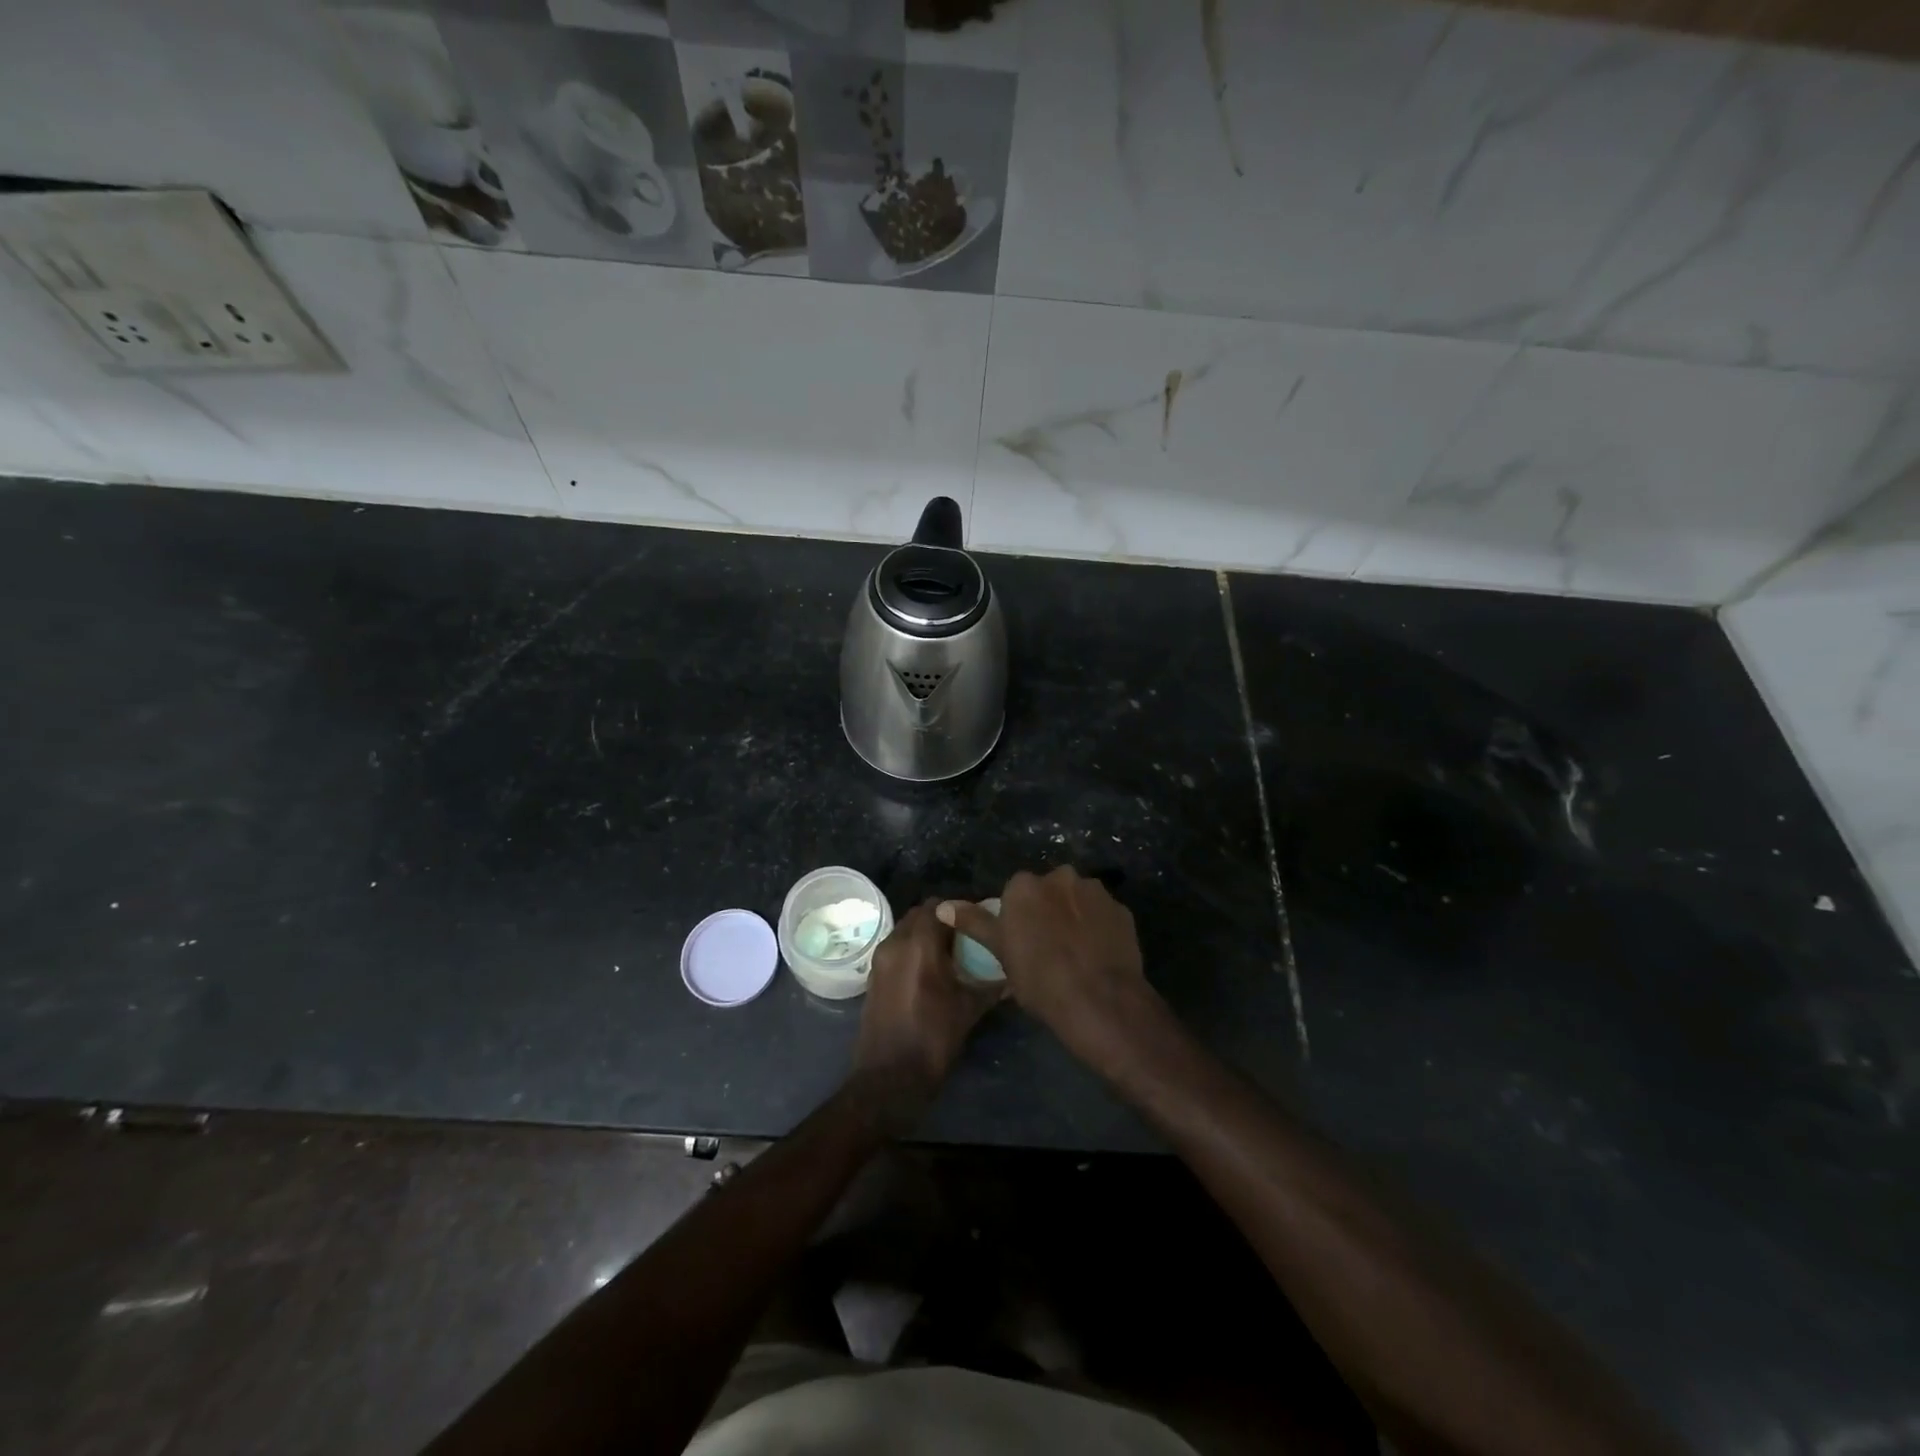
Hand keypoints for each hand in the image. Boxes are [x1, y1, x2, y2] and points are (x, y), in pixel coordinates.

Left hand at [852, 900, 1001, 1128]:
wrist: (889, 1078)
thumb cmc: (933, 1039)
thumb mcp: (969, 1009)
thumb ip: (991, 984)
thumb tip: (1014, 973)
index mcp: (919, 944)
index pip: (939, 905)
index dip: (960, 909)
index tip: (979, 921)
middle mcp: (896, 943)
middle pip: (920, 914)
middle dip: (942, 920)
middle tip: (966, 936)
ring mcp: (880, 959)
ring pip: (906, 930)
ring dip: (925, 934)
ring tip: (951, 954)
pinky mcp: (873, 976)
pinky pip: (896, 948)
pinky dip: (912, 950)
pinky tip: (931, 971)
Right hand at [938, 867, 1165, 1075]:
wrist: (1100, 1001)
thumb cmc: (1040, 979)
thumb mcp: (1001, 953)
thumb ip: (974, 923)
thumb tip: (942, 906)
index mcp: (1025, 885)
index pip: (1016, 892)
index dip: (1019, 917)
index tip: (1022, 942)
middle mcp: (1060, 876)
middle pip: (1048, 890)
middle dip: (1048, 909)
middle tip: (1048, 945)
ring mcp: (1094, 891)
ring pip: (1077, 899)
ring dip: (1074, 915)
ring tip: (1076, 951)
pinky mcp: (1121, 909)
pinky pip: (1102, 914)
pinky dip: (1098, 926)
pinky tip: (1097, 954)